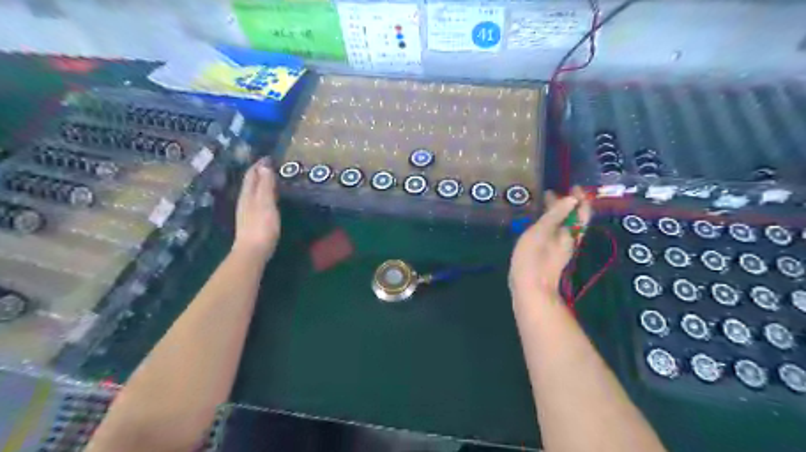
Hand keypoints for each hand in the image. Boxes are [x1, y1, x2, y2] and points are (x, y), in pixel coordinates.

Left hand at [231, 158, 280, 261]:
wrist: (252, 252)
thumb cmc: (261, 226)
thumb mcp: (265, 203)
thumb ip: (265, 186)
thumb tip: (264, 166)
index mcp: (247, 195)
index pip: (251, 175)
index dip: (259, 165)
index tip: (269, 157)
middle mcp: (245, 201)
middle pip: (250, 183)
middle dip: (259, 173)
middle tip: (272, 166)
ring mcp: (247, 212)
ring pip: (252, 192)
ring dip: (261, 183)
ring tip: (272, 179)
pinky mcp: (251, 221)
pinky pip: (256, 201)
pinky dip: (263, 194)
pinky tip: (268, 199)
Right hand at [508, 186, 589, 302]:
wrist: (530, 289)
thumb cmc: (533, 259)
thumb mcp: (541, 232)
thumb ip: (555, 215)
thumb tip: (572, 199)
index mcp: (570, 233)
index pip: (582, 211)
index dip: (580, 198)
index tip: (572, 186)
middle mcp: (569, 240)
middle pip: (575, 219)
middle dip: (568, 205)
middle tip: (555, 192)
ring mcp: (561, 249)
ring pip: (566, 227)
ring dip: (560, 214)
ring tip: (547, 204)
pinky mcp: (551, 255)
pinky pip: (556, 233)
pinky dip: (553, 223)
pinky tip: (542, 224)